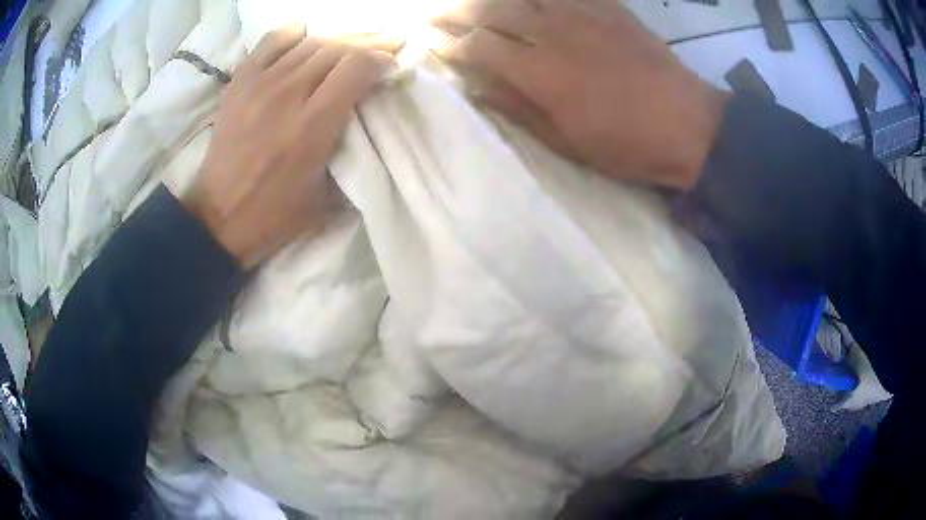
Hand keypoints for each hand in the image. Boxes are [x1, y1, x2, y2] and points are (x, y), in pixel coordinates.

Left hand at [185, 25, 397, 267]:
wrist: (220, 217)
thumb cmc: (276, 214)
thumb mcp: (328, 196)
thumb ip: (352, 153)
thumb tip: (372, 121)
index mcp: (313, 125)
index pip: (357, 66)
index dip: (381, 60)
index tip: (390, 67)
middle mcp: (288, 94)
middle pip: (337, 48)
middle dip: (369, 42)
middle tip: (387, 43)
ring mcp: (260, 85)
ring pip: (309, 42)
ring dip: (337, 40)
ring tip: (353, 43)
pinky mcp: (240, 83)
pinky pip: (271, 43)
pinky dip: (293, 35)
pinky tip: (304, 36)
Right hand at [435, 0, 728, 189]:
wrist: (688, 124)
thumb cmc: (626, 143)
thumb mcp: (566, 141)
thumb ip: (518, 108)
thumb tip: (477, 86)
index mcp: (537, 70)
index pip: (477, 46)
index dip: (450, 45)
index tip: (433, 45)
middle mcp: (551, 31)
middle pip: (490, 10)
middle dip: (456, 13)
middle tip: (435, 16)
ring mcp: (581, 13)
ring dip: (491, 0)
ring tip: (475, 5)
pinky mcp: (607, 7)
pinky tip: (530, 1)